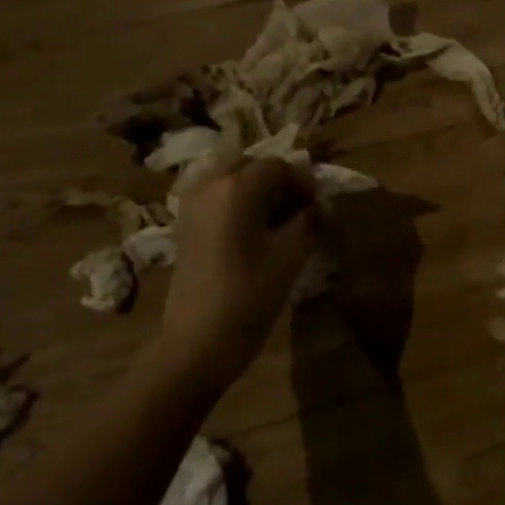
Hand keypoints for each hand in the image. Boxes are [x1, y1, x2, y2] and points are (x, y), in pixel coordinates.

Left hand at [156, 155, 316, 386]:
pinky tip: (250, 230)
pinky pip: (212, 195)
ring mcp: (191, 205)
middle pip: (248, 164)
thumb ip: (308, 222)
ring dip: (253, 187)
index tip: (317, 207)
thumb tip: (320, 206)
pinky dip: (234, 200)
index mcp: (237, 188)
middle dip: (275, 179)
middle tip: (297, 207)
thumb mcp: (290, 256)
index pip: (277, 166)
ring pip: (227, 177)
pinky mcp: (183, 226)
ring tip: (275, 217)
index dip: (302, 182)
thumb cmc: (250, 296)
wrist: (198, 341)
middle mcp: (209, 186)